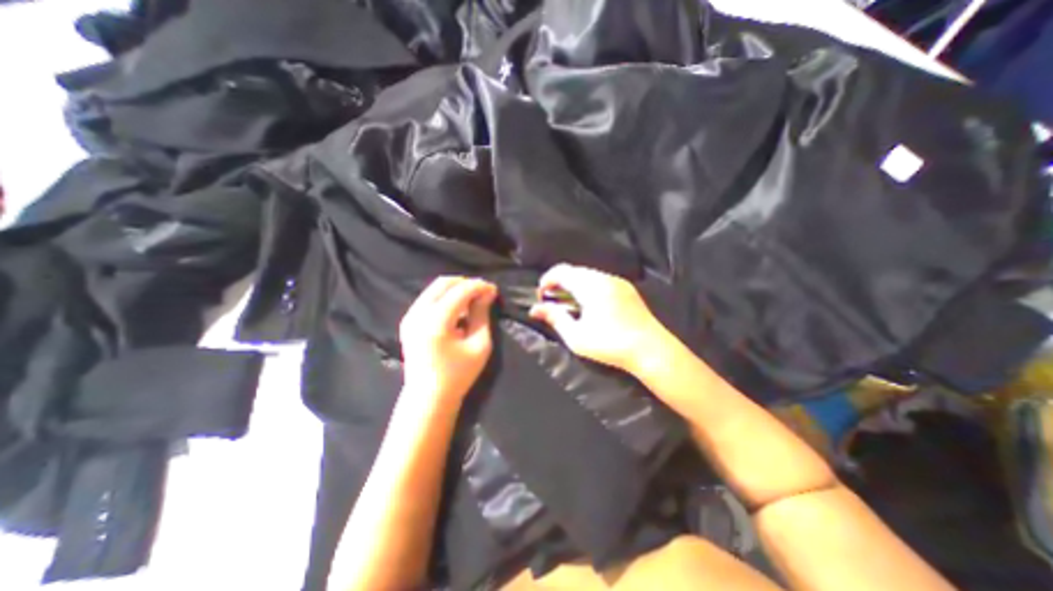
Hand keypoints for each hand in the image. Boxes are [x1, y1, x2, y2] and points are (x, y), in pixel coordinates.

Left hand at [398, 275, 498, 402]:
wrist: (428, 397)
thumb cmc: (458, 375)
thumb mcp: (479, 345)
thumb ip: (482, 315)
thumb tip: (487, 293)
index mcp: (436, 321)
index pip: (459, 291)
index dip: (479, 286)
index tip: (494, 289)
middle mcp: (418, 313)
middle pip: (443, 283)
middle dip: (466, 283)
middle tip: (484, 292)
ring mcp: (410, 316)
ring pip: (434, 288)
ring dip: (456, 289)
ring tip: (473, 299)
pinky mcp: (408, 321)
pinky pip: (428, 298)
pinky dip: (445, 297)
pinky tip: (458, 308)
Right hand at [531, 263, 669, 373]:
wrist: (651, 350)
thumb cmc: (611, 345)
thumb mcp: (576, 336)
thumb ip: (555, 318)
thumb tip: (535, 309)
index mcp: (591, 286)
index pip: (562, 271)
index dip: (546, 281)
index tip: (541, 296)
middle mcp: (604, 278)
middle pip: (574, 271)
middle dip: (559, 282)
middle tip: (552, 302)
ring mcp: (618, 282)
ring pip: (588, 275)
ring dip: (573, 285)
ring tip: (569, 304)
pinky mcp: (627, 289)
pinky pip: (600, 280)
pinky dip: (588, 287)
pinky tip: (588, 305)